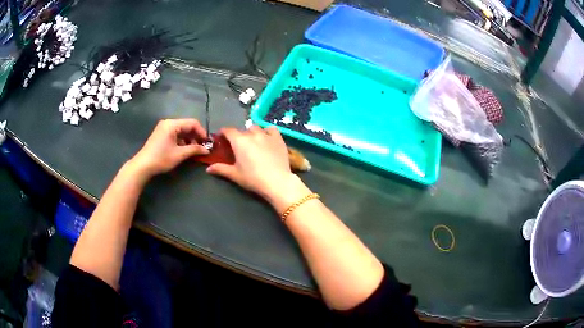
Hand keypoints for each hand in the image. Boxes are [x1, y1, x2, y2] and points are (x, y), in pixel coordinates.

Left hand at [129, 119, 208, 177]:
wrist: (142, 166)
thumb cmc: (161, 158)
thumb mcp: (179, 154)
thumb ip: (194, 149)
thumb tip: (207, 150)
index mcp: (172, 124)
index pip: (192, 123)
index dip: (202, 132)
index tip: (207, 143)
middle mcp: (168, 123)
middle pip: (187, 125)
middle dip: (196, 136)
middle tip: (202, 147)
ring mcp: (163, 128)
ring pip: (181, 130)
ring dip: (189, 139)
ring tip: (194, 150)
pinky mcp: (161, 134)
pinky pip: (175, 134)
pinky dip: (182, 140)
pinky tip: (184, 149)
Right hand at [206, 125, 297, 201]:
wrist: (277, 182)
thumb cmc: (253, 179)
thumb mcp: (235, 175)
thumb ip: (221, 169)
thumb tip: (208, 169)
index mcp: (239, 141)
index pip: (228, 131)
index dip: (223, 133)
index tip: (221, 139)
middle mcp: (252, 134)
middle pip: (242, 131)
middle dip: (238, 137)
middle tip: (238, 147)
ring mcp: (266, 135)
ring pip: (256, 128)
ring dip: (252, 133)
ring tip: (253, 143)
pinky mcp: (278, 138)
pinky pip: (271, 129)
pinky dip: (267, 132)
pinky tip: (267, 138)